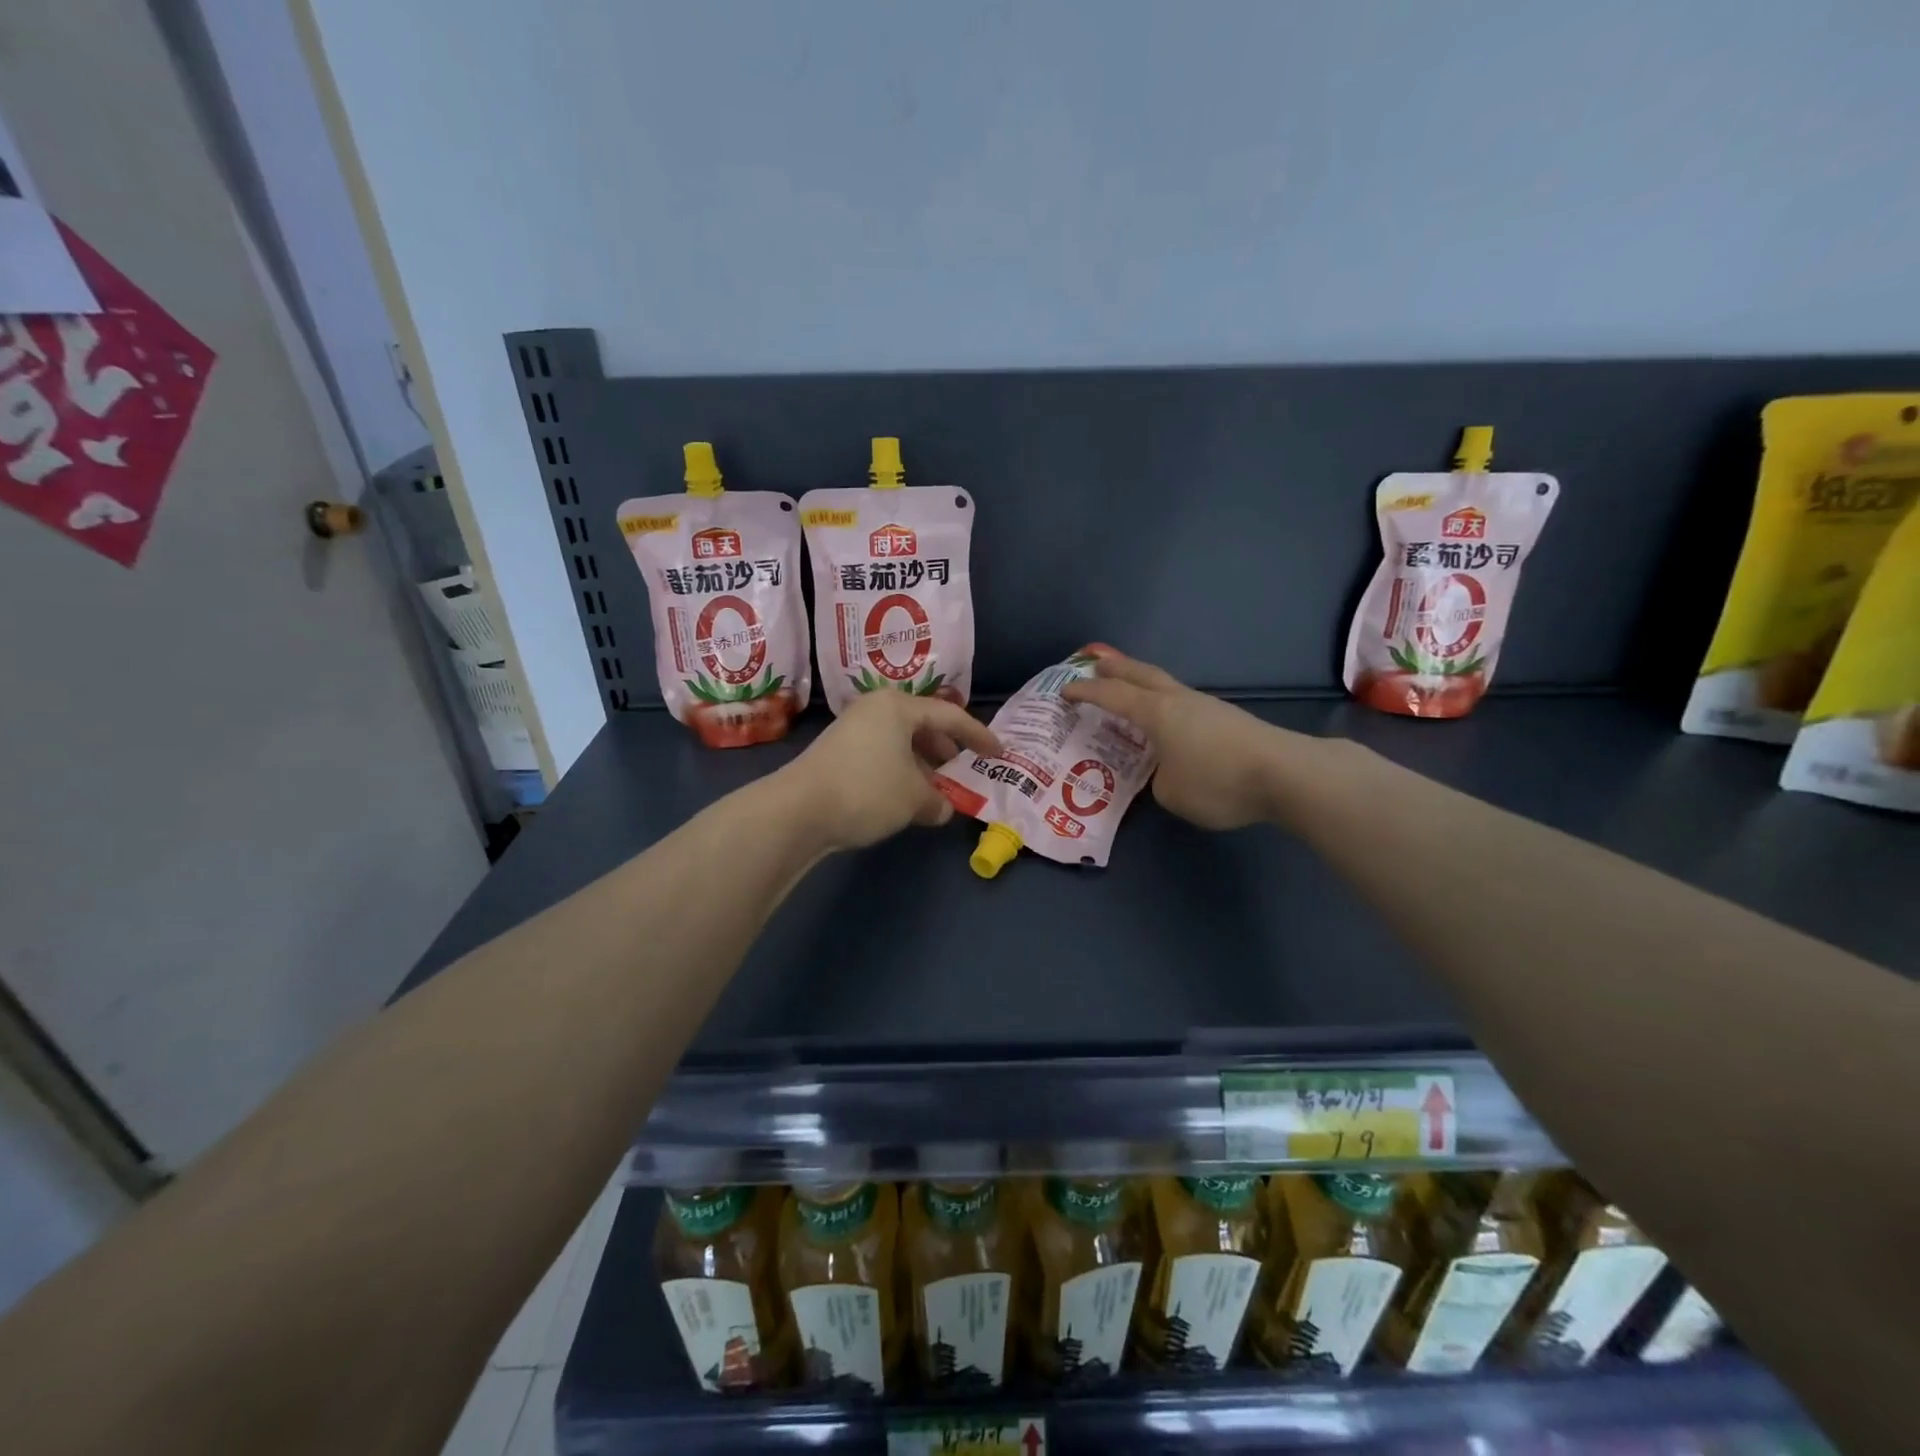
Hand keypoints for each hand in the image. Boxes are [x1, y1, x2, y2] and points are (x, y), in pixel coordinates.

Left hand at [778, 690, 1001, 850]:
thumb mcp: (914, 798)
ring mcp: (852, 730)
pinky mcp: (837, 753)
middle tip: (963, 773)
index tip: (998, 752)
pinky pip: (882, 756)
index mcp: (898, 707)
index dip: (978, 735)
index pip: (950, 716)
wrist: (798, 810)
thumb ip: (938, 801)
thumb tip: (943, 809)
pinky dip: (900, 773)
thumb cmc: (868, 790)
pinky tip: (905, 799)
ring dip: (923, 767)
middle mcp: (875, 710)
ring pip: (901, 744)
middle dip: (946, 752)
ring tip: (937, 793)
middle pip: (923, 726)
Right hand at [1062, 649, 1300, 829]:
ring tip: (1129, 690)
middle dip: (1115, 668)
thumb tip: (1164, 772)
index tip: (1064, 691)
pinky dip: (1164, 703)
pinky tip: (1168, 719)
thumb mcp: (1171, 792)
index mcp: (1157, 713)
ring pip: (1165, 685)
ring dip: (1142, 683)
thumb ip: (1157, 779)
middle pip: (1141, 674)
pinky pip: (1182, 702)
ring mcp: (1206, 706)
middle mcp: (1178, 700)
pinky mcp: (1227, 718)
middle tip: (1095, 664)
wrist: (1285, 773)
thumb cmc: (1218, 781)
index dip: (1086, 692)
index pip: (1112, 696)